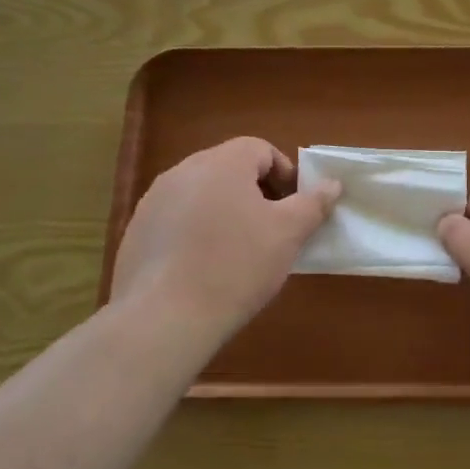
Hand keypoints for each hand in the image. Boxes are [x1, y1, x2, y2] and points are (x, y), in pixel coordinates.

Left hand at [110, 138, 340, 337]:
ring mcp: (154, 200)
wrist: (164, 319)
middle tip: (271, 230)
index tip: (294, 208)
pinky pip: (176, 219)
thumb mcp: (288, 234)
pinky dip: (195, 232)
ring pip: (202, 194)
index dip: (284, 174)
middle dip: (256, 192)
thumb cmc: (236, 266)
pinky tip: (203, 267)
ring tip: (238, 251)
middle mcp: (183, 170)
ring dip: (225, 211)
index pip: (260, 149)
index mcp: (222, 162)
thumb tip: (332, 184)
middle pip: (229, 168)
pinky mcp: (137, 230)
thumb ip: (313, 203)